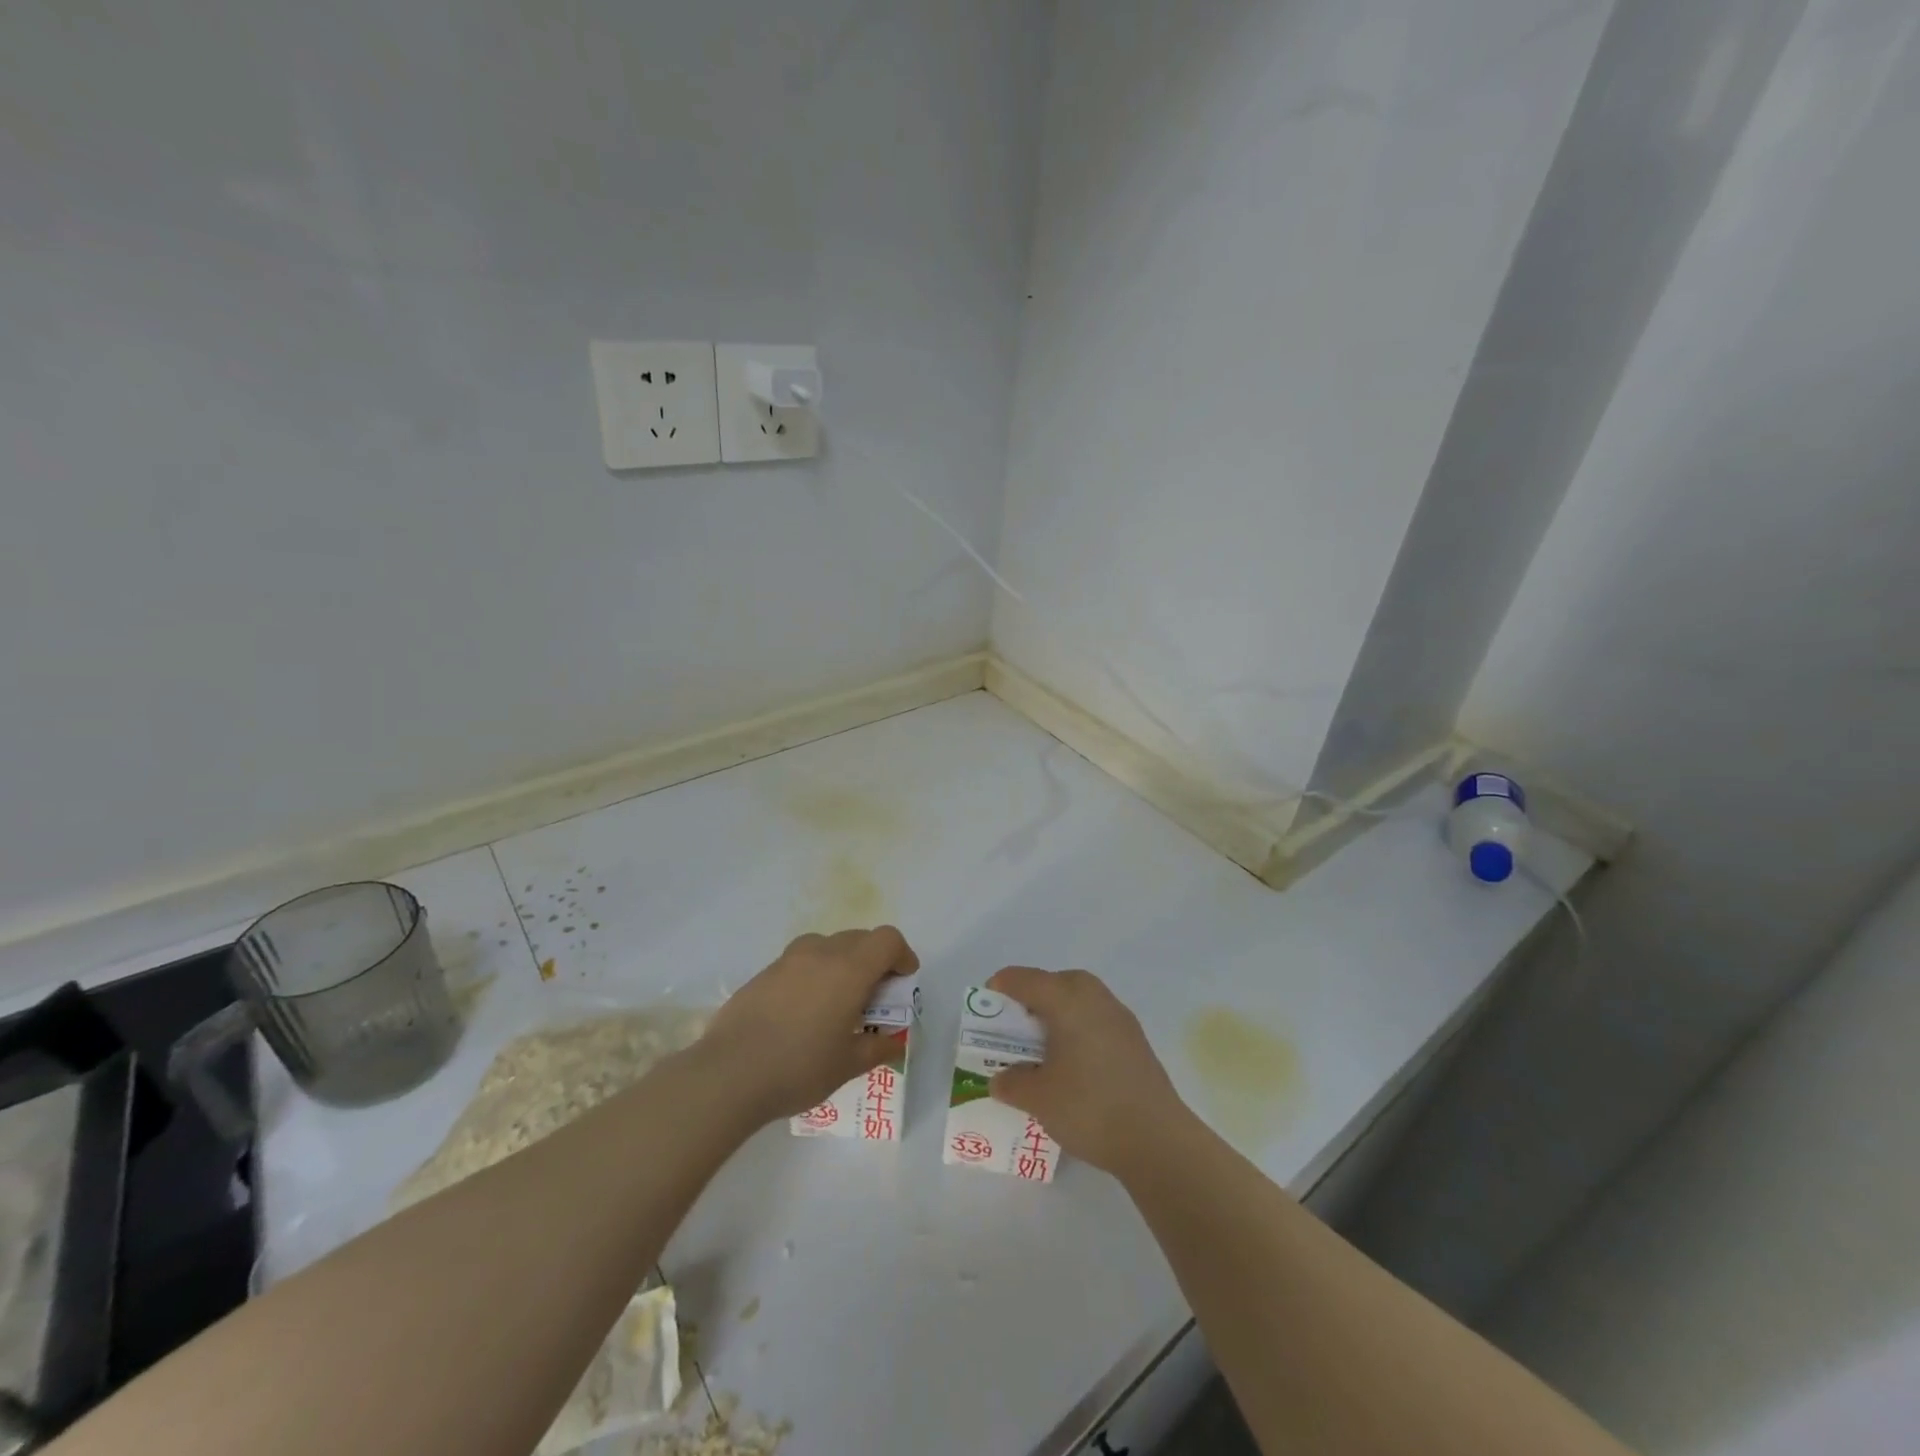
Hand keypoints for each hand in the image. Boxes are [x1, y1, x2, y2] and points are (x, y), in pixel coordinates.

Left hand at [699, 926, 919, 1121]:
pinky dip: (813, 974)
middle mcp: (821, 953)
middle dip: (874, 960)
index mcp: (849, 970)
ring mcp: (788, 960)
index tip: (903, 980)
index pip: (887, 939)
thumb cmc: (799, 1067)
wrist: (729, 1074)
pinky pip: (800, 961)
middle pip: (859, 938)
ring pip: (827, 945)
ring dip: (842, 962)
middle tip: (874, 996)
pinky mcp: (763, 973)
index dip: (902, 954)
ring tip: (837, 1000)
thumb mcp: (849, 1064)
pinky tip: (803, 1012)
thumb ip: (878, 1047)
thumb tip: (894, 1040)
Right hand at [986, 967, 1191, 1176]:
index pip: (1025, 979)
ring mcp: (1120, 1018)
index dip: (1000, 988)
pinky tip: (1072, 1065)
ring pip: (1079, 1000)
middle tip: (1014, 1028)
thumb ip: (1012, 1082)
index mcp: (1067, 999)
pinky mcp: (1135, 1041)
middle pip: (1055, 982)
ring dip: (1057, 1015)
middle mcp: (1095, 997)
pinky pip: (1096, 1020)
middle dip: (1031, 999)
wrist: (1157, 1140)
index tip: (985, 1009)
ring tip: (1040, 1048)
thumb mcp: (1038, 1097)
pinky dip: (1077, 1030)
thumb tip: (1001, 1078)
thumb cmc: (1090, 1107)